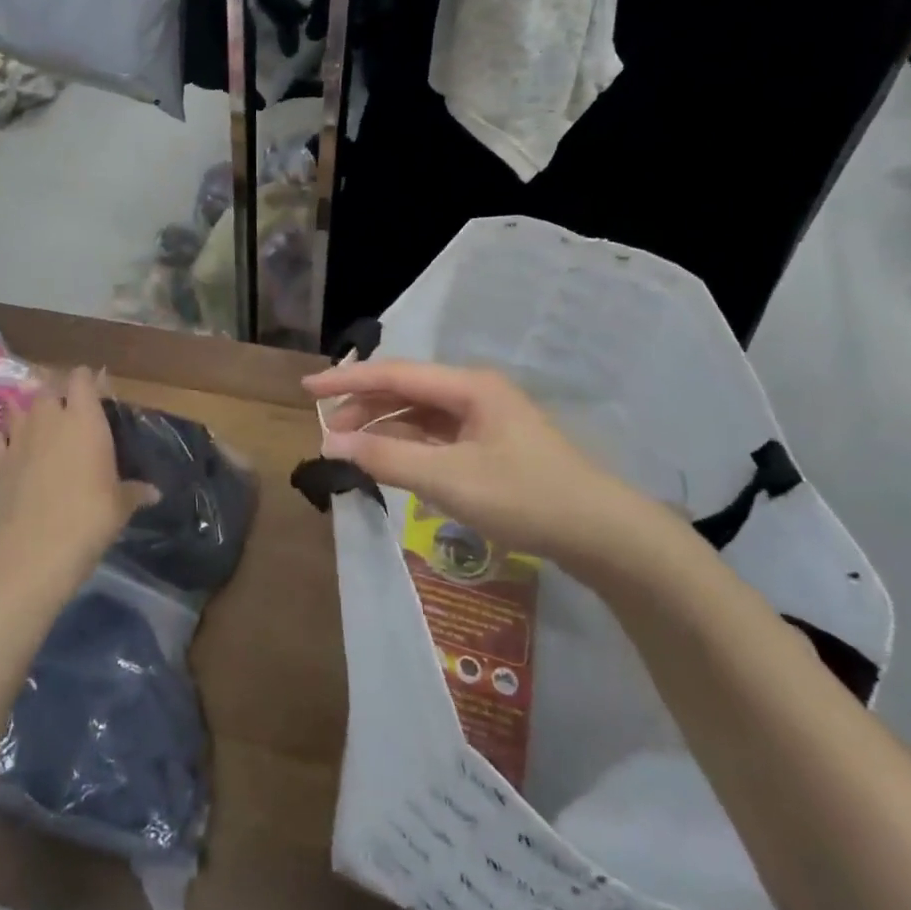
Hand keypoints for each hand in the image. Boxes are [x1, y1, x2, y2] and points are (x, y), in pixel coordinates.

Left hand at [0, 367, 150, 582]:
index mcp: (85, 418)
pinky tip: (8, 451)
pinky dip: (1, 440)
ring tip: (36, 428)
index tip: (95, 393)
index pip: (81, 378)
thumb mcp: (121, 504)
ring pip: (18, 408)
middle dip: (56, 396)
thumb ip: (135, 491)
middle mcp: (49, 418)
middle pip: (48, 388)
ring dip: (27, 414)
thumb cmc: (91, 515)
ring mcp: (18, 437)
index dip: (86, 381)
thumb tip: (155, 493)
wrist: (38, 545)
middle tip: (67, 414)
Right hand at [303, 360, 667, 574]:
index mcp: (469, 386)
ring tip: (351, 448)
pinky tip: (391, 461)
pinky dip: (408, 444)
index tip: (306, 387)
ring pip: (420, 413)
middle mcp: (475, 393)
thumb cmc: (526, 498)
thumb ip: (388, 459)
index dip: (347, 379)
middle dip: (364, 406)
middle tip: (327, 431)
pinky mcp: (492, 446)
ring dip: (384, 427)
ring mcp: (486, 419)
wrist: (604, 535)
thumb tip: (333, 444)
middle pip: (406, 389)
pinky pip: (437, 435)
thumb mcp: (450, 480)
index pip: (393, 374)